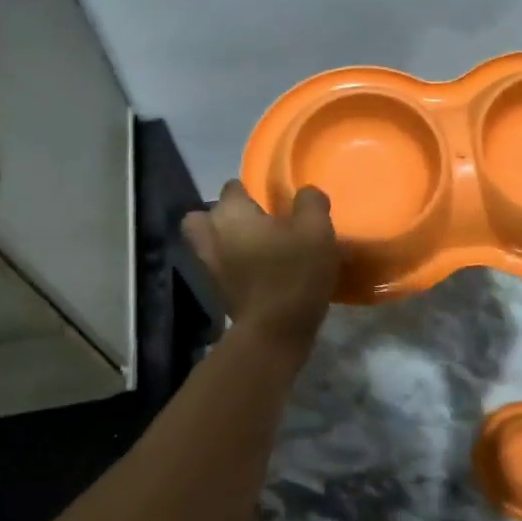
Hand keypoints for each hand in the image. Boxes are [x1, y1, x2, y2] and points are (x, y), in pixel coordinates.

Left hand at [183, 180, 338, 346]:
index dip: (250, 189)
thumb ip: (311, 202)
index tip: (271, 199)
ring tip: (254, 245)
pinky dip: (232, 265)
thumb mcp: (317, 229)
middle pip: (204, 216)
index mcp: (232, 213)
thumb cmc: (293, 273)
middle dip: (223, 215)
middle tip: (253, 221)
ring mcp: (210, 266)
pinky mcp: (217, 292)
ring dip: (224, 240)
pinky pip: (219, 267)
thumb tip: (306, 193)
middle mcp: (213, 236)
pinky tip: (258, 270)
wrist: (274, 333)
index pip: (233, 187)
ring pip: (207, 243)